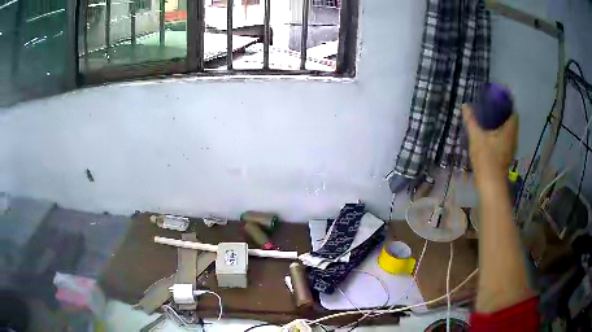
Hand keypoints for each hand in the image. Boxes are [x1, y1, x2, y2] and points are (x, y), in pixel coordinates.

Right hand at [462, 103, 518, 183]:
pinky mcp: (507, 156)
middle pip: (511, 121)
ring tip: (490, 119)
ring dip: (501, 125)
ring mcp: (511, 148)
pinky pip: (506, 139)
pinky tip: (491, 135)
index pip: (513, 112)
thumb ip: (471, 120)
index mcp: (509, 130)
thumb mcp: (476, 137)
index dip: (507, 104)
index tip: (497, 99)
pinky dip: (500, 134)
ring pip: (509, 131)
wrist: (491, 185)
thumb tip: (465, 105)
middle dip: (503, 114)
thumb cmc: (486, 160)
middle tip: (491, 107)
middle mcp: (513, 138)